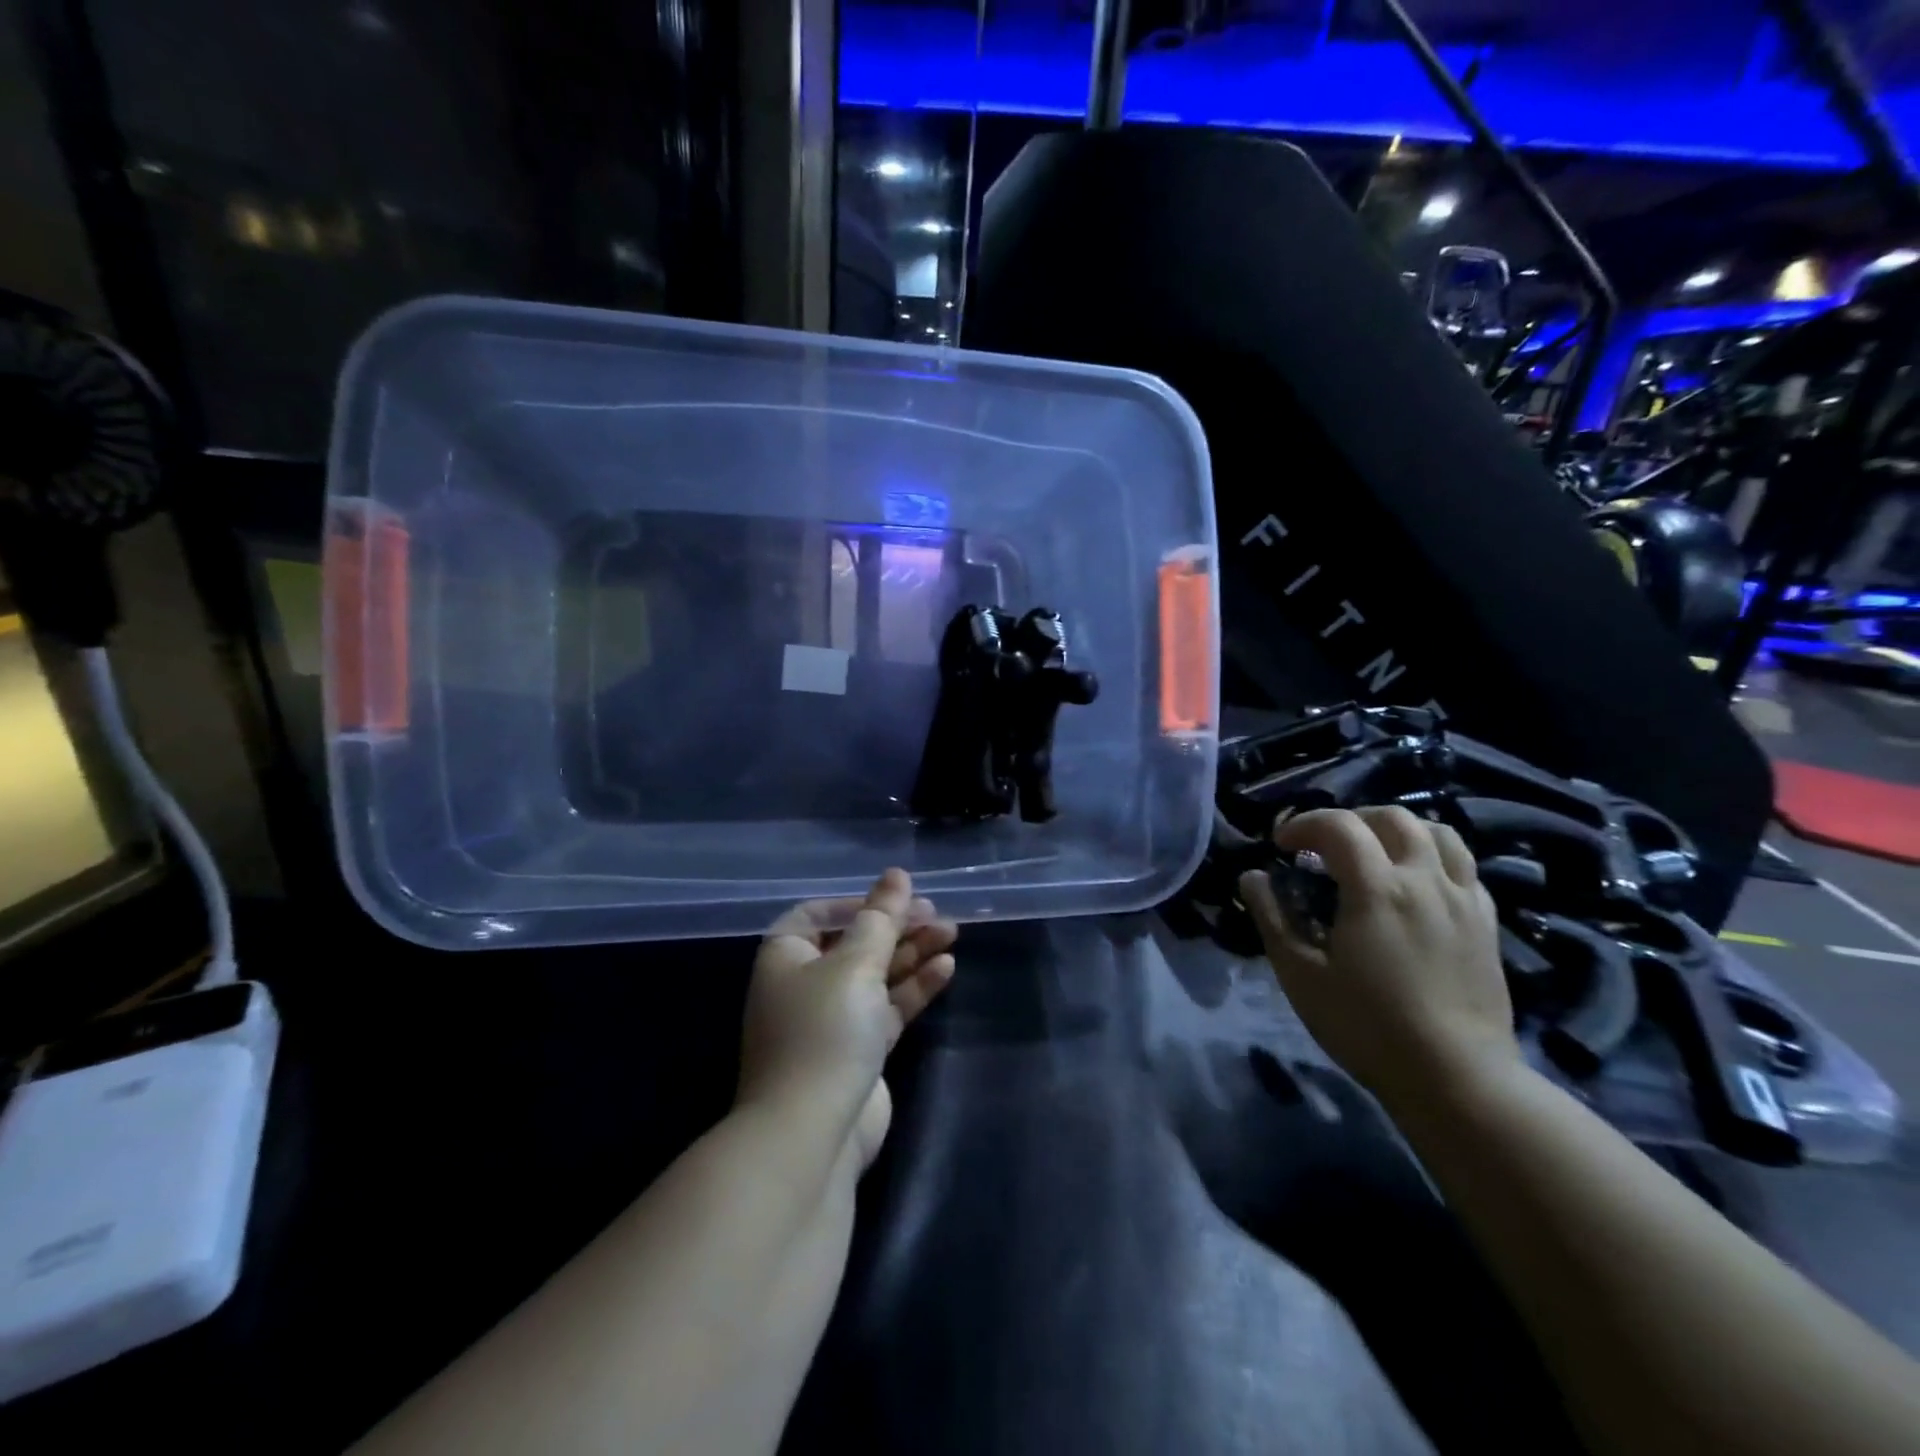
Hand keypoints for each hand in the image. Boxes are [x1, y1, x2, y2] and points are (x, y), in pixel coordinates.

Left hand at [739, 868, 957, 1168]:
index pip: (819, 914)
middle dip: (895, 927)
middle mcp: (804, 984)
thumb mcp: (855, 964)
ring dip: (911, 953)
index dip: (858, 903)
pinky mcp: (858, 1050)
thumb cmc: (824, 1031)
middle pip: (855, 942)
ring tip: (951, 933)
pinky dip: (913, 987)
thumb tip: (896, 874)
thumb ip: (881, 918)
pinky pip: (887, 1007)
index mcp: (786, 956)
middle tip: (936, 914)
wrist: (811, 1133)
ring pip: (876, 974)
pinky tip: (945, 968)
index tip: (897, 899)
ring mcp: (832, 1020)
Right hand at [1238, 808, 1517, 1109]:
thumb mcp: (1301, 975)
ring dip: (1397, 831)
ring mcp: (1463, 899)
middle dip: (1350, 820)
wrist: (1458, 1079)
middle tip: (1325, 848)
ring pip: (1438, 833)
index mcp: (1377, 889)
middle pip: (1391, 818)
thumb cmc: (1368, 1027)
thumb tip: (1252, 878)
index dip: (1303, 824)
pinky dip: (1433, 857)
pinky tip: (1415, 885)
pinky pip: (1464, 867)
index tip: (1280, 847)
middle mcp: (1425, 880)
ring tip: (1373, 854)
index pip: (1338, 825)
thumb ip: (1273, 919)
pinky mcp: (1487, 923)